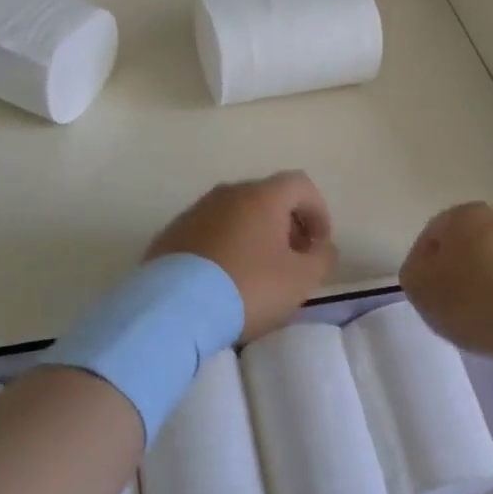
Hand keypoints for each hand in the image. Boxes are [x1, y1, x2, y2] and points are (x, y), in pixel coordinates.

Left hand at [148, 172, 335, 339]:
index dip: (318, 212)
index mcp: (261, 196)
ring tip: (257, 273)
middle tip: (292, 260)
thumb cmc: (248, 288)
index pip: (300, 185)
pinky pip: (208, 232)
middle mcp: (227, 194)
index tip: (319, 245)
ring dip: (253, 236)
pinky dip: (224, 247)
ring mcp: (194, 211)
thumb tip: (321, 247)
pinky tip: (223, 279)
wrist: (173, 308)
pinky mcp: (171, 234)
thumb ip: (322, 257)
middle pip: (266, 198)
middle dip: (286, 225)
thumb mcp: (301, 280)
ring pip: (235, 214)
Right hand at [400, 202, 492, 357]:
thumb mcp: (420, 289)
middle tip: (455, 300)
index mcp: (465, 216)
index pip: (435, 233)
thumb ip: (414, 270)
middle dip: (463, 265)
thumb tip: (425, 267)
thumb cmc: (473, 302)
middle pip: (472, 241)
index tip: (426, 291)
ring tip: (489, 312)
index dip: (425, 262)